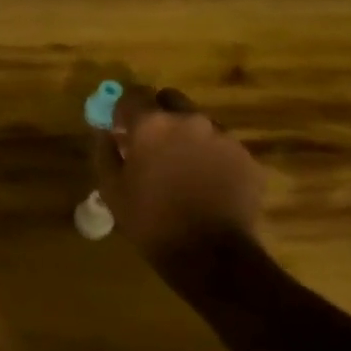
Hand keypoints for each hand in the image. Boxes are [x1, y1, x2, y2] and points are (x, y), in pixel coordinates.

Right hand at [93, 85, 265, 262]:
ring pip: (199, 123)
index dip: (123, 109)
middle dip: (158, 115)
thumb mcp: (112, 189)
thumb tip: (104, 132)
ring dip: (186, 136)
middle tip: (151, 144)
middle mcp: (190, 120)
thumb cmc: (151, 221)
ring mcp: (223, 137)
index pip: (132, 94)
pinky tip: (205, 185)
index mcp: (152, 124)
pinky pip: (221, 146)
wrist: (211, 256)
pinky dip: (210, 157)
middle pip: (170, 100)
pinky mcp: (247, 157)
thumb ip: (105, 151)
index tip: (120, 127)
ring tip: (181, 169)